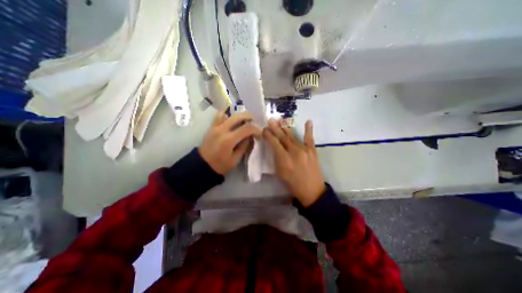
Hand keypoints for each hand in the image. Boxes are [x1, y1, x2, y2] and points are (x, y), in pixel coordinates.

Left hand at [198, 110, 260, 173]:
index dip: (256, 129)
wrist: (202, 165)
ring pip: (230, 113)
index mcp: (229, 140)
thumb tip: (251, 136)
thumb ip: (244, 146)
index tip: (259, 133)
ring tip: (245, 121)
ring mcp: (215, 126)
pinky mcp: (211, 127)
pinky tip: (232, 120)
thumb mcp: (236, 159)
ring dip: (240, 115)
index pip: (247, 128)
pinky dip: (227, 114)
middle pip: (239, 116)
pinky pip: (219, 115)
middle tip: (255, 122)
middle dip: (250, 117)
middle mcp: (222, 130)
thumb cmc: (220, 165)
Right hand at [266, 118, 324, 206]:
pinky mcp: (313, 151)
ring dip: (285, 128)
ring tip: (280, 121)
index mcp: (284, 160)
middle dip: (275, 128)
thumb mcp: (280, 173)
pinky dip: (308, 130)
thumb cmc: (292, 184)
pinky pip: (309, 138)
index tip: (264, 129)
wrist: (312, 191)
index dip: (268, 135)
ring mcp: (305, 150)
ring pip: (293, 136)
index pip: (274, 143)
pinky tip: (308, 121)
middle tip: (270, 120)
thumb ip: (276, 159)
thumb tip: (273, 147)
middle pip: (283, 137)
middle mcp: (294, 152)